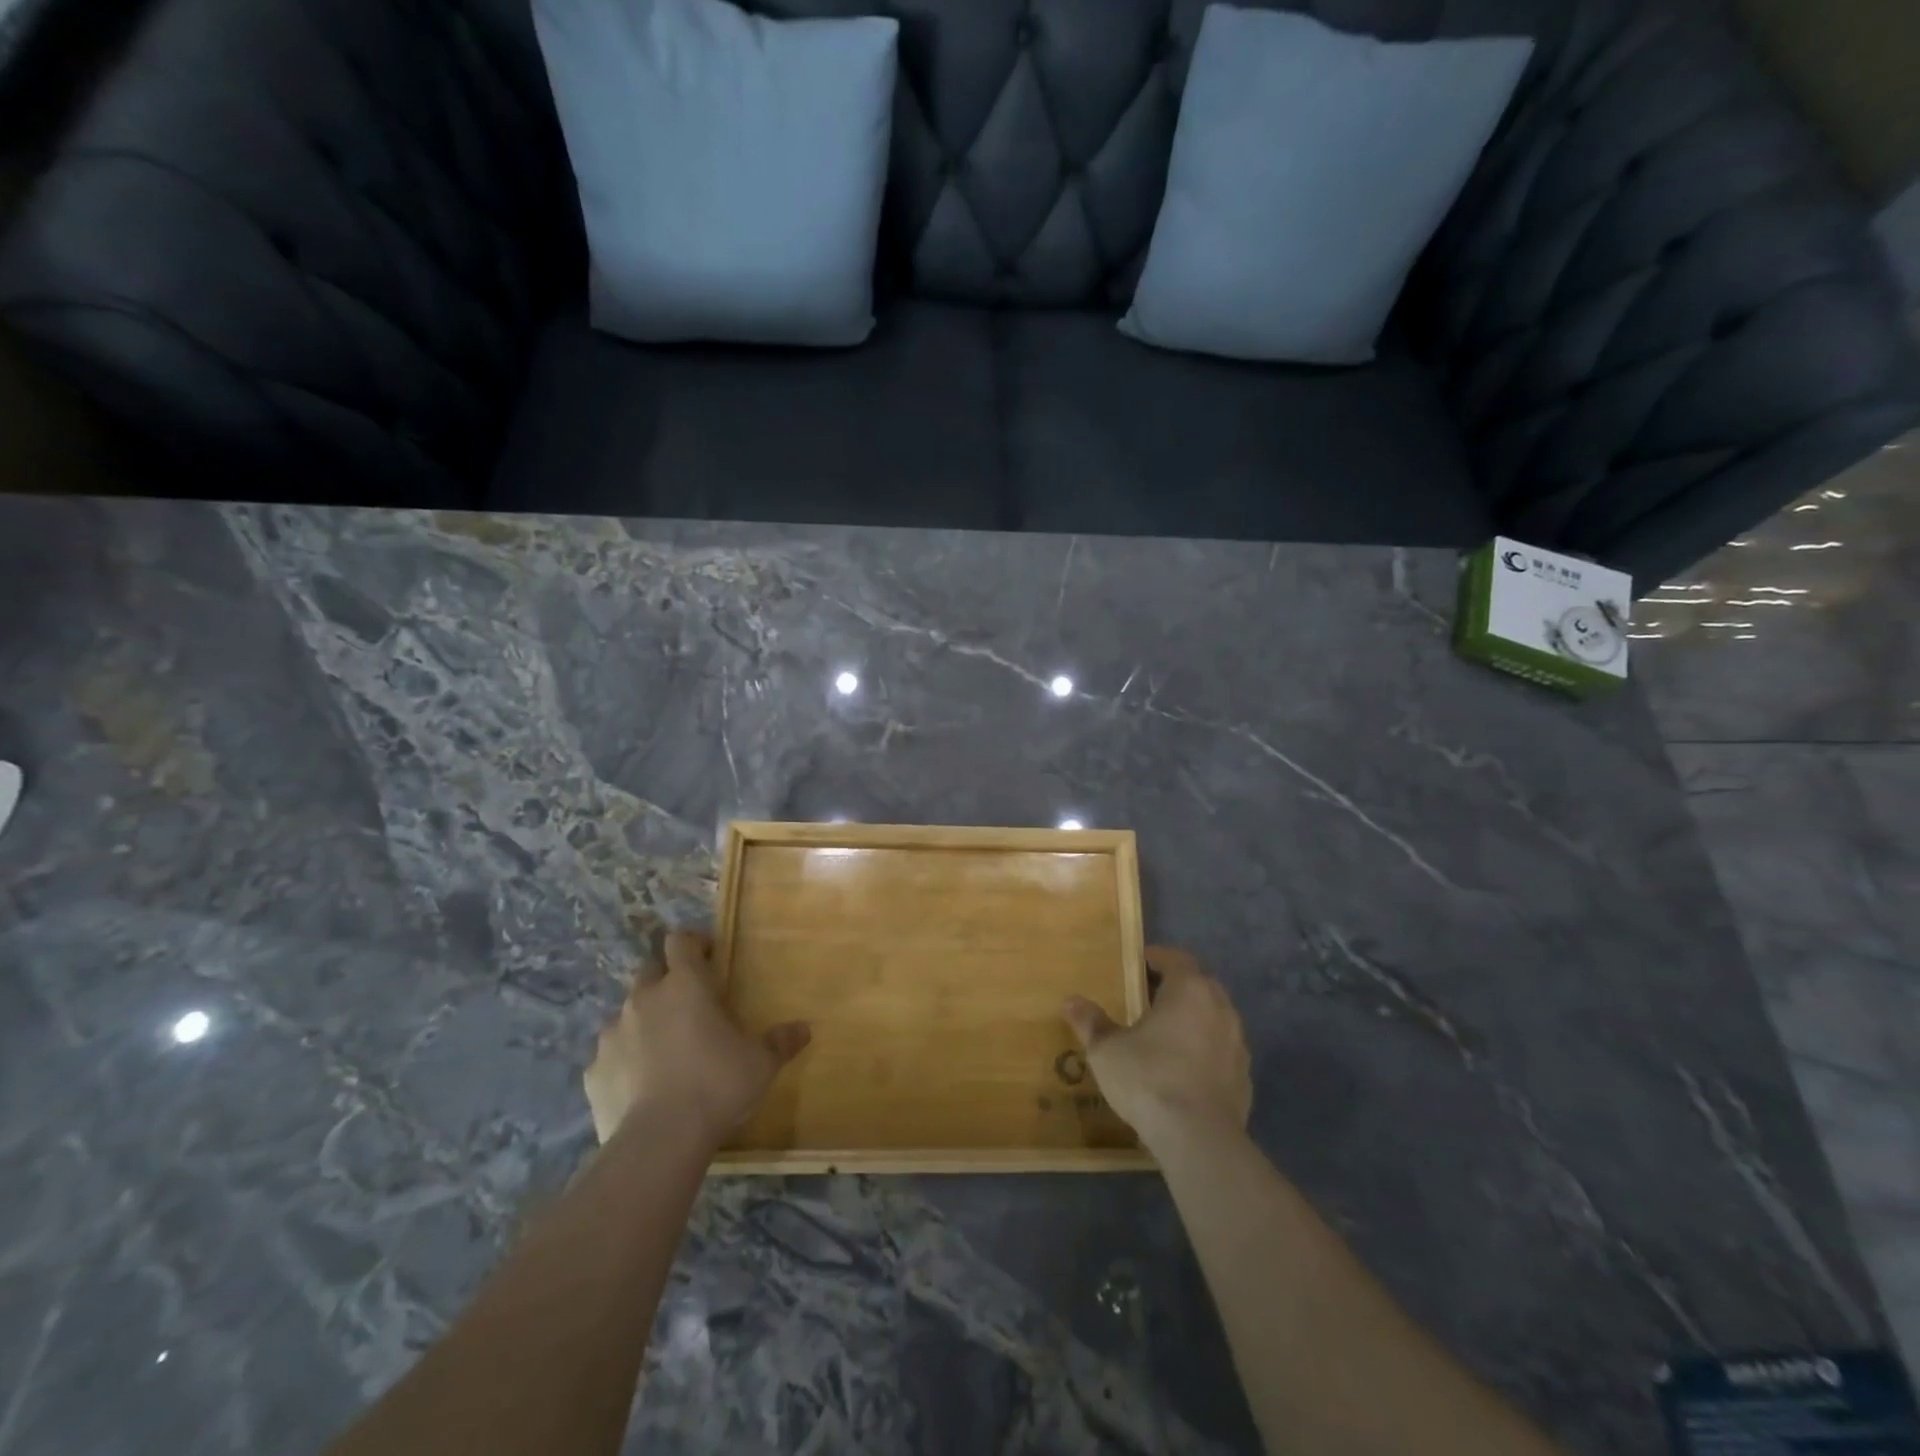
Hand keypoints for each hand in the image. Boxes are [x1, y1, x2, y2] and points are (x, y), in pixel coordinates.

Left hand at [584, 931, 809, 1146]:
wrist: (659, 1141)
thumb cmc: (717, 1084)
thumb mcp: (761, 1063)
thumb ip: (780, 1041)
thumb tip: (804, 1029)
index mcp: (684, 985)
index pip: (680, 941)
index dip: (692, 944)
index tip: (708, 957)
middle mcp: (644, 999)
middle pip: (649, 971)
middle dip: (666, 980)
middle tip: (689, 1005)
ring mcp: (612, 1035)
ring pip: (626, 1013)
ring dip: (644, 1021)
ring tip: (665, 1049)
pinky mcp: (593, 1072)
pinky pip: (610, 1055)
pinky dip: (625, 1062)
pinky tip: (641, 1086)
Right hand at [1063, 945, 1250, 1152]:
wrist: (1199, 1139)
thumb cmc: (1149, 1078)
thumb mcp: (1107, 1050)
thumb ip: (1091, 1022)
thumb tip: (1071, 1001)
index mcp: (1189, 989)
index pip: (1176, 958)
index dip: (1156, 959)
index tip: (1137, 966)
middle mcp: (1220, 1008)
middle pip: (1199, 985)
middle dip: (1176, 988)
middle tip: (1147, 999)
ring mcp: (1237, 1044)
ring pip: (1214, 1018)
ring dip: (1193, 1020)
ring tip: (1165, 1037)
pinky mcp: (1245, 1077)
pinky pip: (1222, 1052)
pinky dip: (1205, 1052)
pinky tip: (1183, 1072)